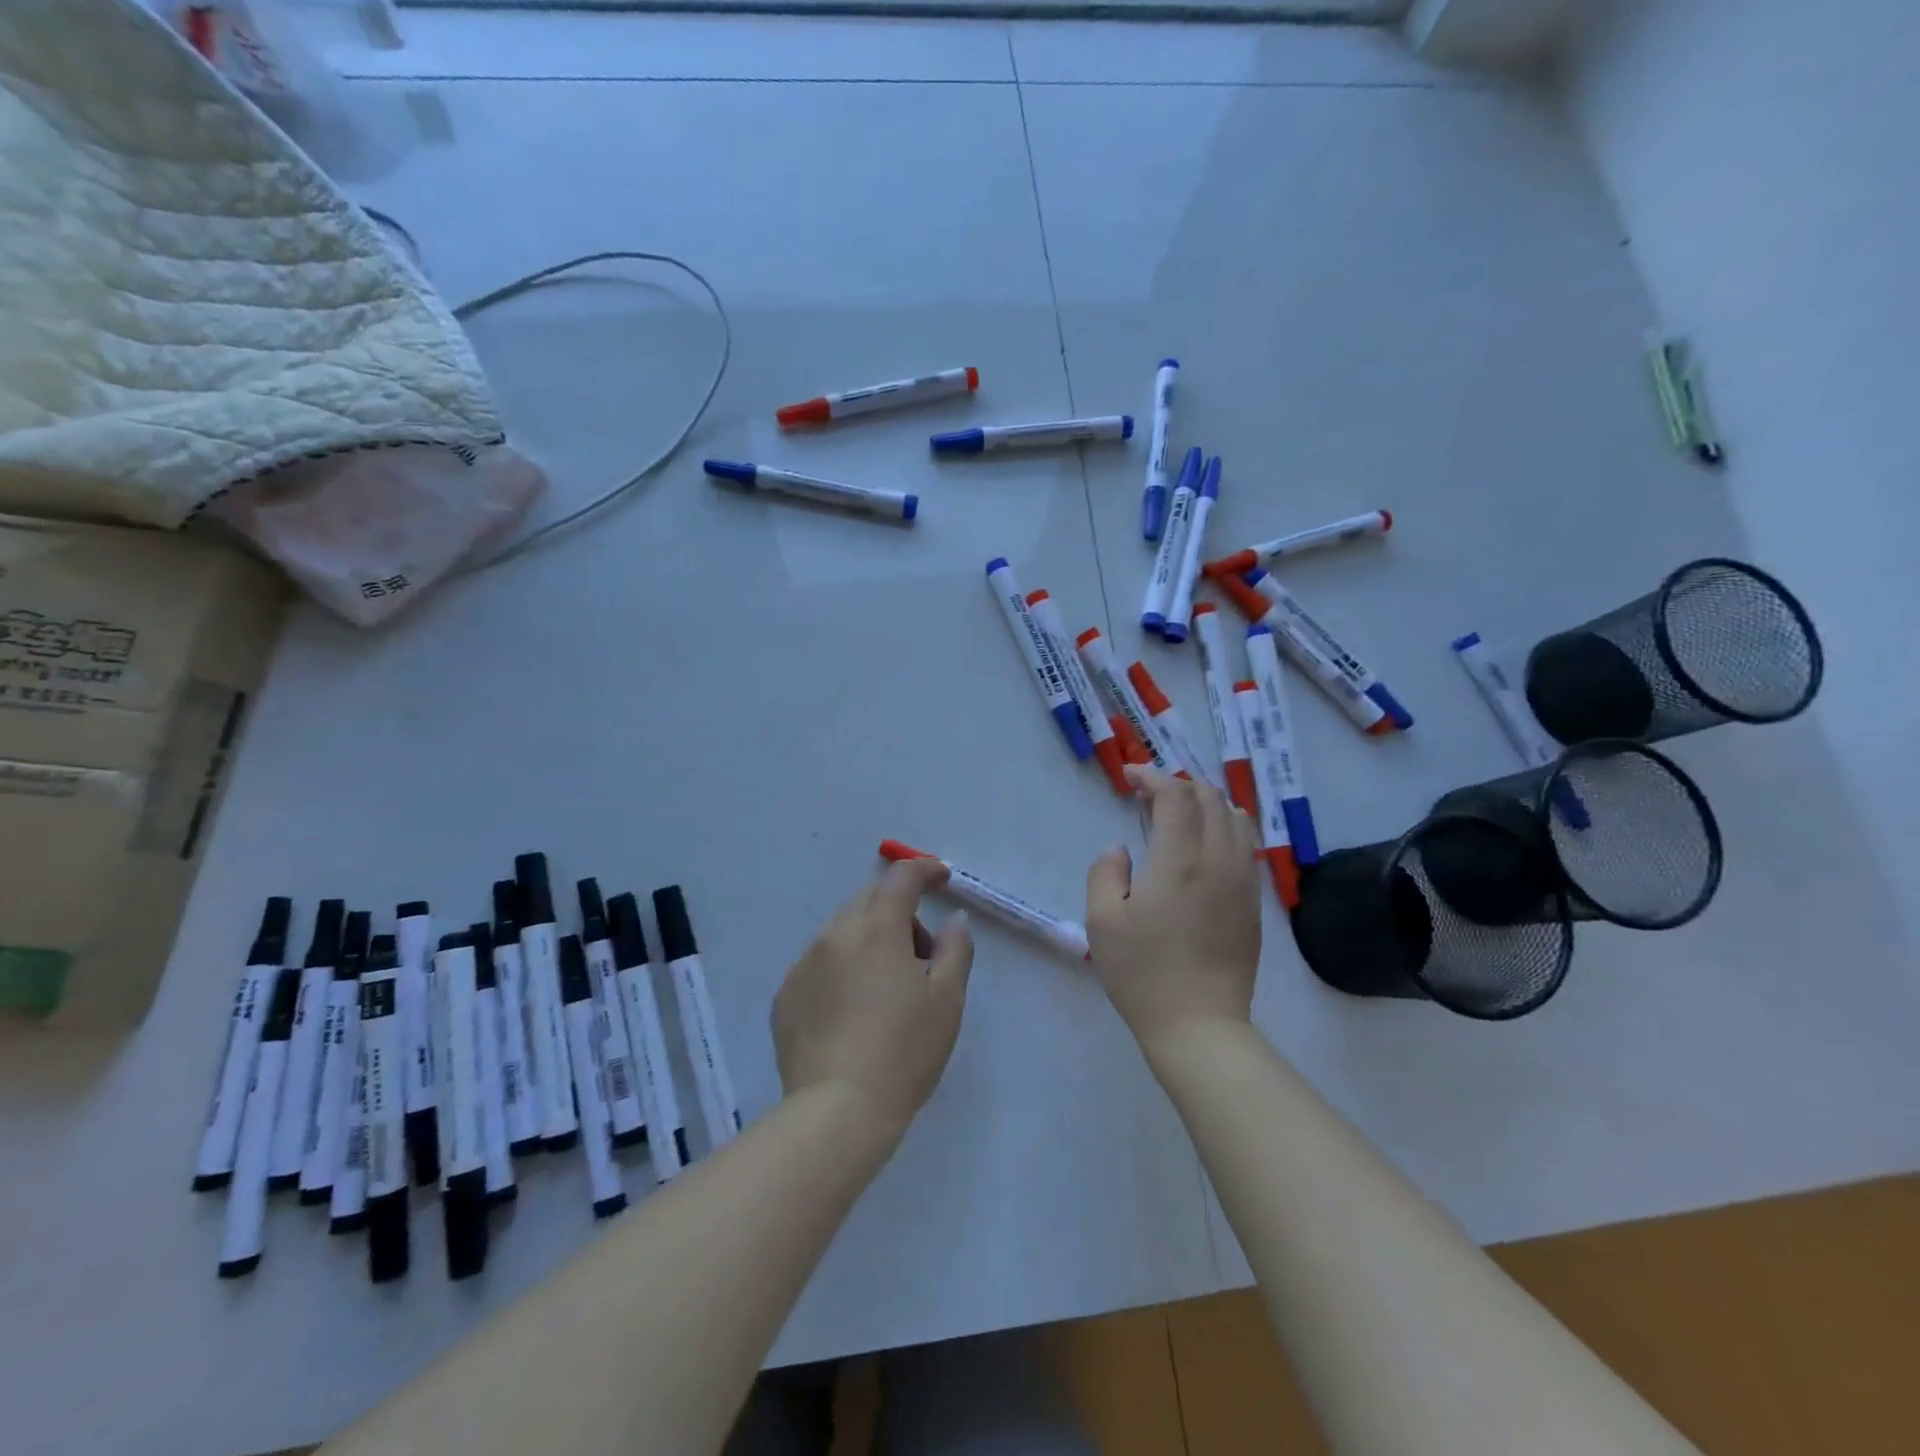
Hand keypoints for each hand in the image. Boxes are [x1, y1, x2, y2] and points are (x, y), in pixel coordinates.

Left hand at [773, 858, 974, 1139]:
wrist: (837, 1112)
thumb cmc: (904, 1051)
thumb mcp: (947, 1000)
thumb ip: (956, 949)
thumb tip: (953, 920)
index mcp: (877, 929)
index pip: (901, 878)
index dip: (925, 869)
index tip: (942, 879)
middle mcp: (834, 934)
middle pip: (869, 900)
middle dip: (898, 911)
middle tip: (920, 954)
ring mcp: (803, 964)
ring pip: (842, 931)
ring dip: (868, 940)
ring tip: (885, 988)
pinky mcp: (785, 995)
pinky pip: (819, 963)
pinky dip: (841, 968)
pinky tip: (852, 1011)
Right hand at [1086, 767, 1260, 1054]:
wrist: (1199, 1026)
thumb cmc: (1143, 973)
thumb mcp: (1102, 921)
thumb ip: (1105, 872)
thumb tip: (1121, 848)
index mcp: (1179, 861)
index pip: (1175, 796)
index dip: (1153, 777)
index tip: (1130, 777)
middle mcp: (1218, 861)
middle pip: (1210, 799)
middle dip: (1180, 784)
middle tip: (1150, 793)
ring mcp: (1242, 883)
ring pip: (1236, 819)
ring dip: (1207, 802)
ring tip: (1181, 810)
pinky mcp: (1252, 904)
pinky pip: (1246, 846)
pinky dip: (1227, 827)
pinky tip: (1208, 841)